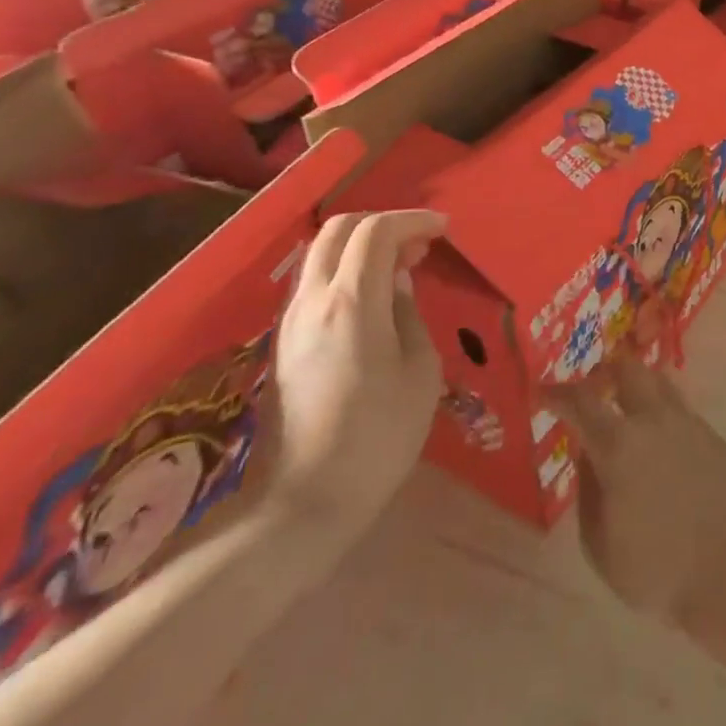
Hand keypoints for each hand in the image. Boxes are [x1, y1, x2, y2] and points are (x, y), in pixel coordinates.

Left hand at [260, 210, 446, 538]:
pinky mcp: (282, 344)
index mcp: (352, 302)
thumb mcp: (419, 372)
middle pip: (339, 230)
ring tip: (401, 267)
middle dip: (383, 224)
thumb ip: (410, 314)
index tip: (443, 230)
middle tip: (419, 244)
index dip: (413, 220)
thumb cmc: (377, 438)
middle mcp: (313, 300)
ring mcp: (291, 321)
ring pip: (321, 254)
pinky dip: (345, 270)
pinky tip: (373, 298)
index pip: (376, 231)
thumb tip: (399, 283)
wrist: (301, 505)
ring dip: (362, 246)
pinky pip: (314, 283)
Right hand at [546, 356, 725, 645]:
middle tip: (593, 387)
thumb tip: (587, 456)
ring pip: (659, 380)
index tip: (542, 390)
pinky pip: (681, 409)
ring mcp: (687, 423)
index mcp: (619, 445)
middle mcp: (654, 420)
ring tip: (628, 406)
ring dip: (638, 384)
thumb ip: (587, 491)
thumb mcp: (599, 545)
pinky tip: (661, 442)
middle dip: (605, 371)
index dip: (557, 393)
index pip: (580, 402)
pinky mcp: (712, 435)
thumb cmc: (655, 570)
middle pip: (628, 369)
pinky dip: (662, 413)